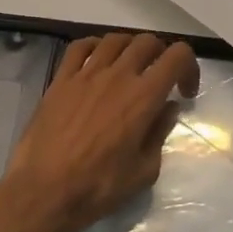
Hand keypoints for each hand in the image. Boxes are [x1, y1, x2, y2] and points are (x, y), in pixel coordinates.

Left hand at [3, 32, 199, 231]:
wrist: (43, 192)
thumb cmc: (98, 187)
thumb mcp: (143, 171)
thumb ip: (160, 133)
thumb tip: (167, 108)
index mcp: (143, 96)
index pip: (177, 56)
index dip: (189, 66)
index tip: (184, 91)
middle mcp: (117, 75)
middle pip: (147, 42)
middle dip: (161, 56)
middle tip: (158, 80)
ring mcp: (85, 74)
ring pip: (115, 39)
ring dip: (130, 48)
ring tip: (129, 68)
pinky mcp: (60, 79)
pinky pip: (80, 47)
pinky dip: (95, 46)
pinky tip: (97, 62)